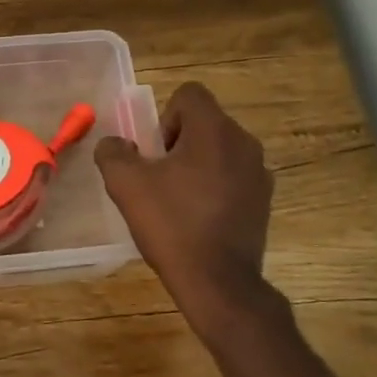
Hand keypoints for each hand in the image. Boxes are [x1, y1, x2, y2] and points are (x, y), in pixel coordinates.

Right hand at [94, 82, 272, 303]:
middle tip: (159, 178)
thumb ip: (113, 152)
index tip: (155, 153)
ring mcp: (259, 173)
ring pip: (219, 151)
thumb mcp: (125, 184)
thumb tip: (116, 144)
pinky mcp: (263, 201)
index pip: (189, 94)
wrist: (218, 282)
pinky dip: (214, 188)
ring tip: (177, 202)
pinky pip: (233, 177)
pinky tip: (198, 220)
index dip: (164, 117)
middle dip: (178, 143)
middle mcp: (244, 142)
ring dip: (196, 165)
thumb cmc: (171, 225)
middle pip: (204, 123)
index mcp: (214, 130)